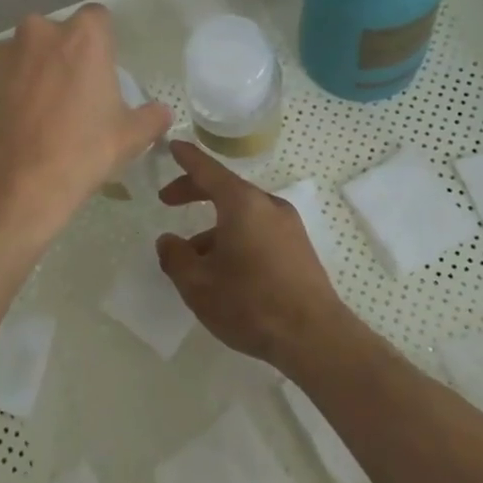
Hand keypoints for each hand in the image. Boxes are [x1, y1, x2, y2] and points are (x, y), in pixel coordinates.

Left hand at [0, 5, 172, 252]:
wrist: (12, 187)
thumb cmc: (81, 154)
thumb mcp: (129, 138)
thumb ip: (151, 117)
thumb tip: (162, 113)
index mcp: (83, 37)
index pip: (97, 18)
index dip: (100, 42)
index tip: (99, 70)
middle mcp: (39, 32)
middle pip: (54, 33)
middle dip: (60, 54)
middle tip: (67, 93)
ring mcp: (0, 53)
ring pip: (19, 53)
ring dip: (26, 70)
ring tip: (31, 110)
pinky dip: (0, 90)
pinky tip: (6, 122)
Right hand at [155, 141, 352, 372]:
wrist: (315, 337)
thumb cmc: (250, 303)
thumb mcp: (198, 284)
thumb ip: (175, 257)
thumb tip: (167, 241)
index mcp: (242, 203)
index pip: (208, 169)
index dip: (187, 158)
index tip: (172, 146)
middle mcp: (268, 205)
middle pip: (226, 189)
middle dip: (195, 191)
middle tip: (168, 201)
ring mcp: (288, 226)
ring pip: (242, 214)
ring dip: (214, 225)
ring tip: (193, 256)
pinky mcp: (299, 248)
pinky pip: (259, 229)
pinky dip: (236, 236)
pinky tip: (225, 269)